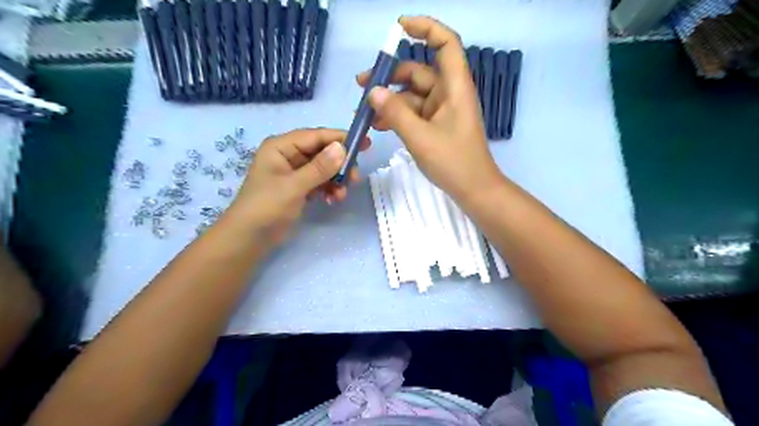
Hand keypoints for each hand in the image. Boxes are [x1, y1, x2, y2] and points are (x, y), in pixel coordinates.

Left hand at [225, 129, 366, 247]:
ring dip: (336, 180)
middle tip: (354, 178)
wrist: (249, 238)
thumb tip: (342, 148)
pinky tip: (331, 200)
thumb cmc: (266, 207)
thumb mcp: (294, 186)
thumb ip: (319, 167)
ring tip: (340, 196)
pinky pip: (320, 182)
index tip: (365, 144)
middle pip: (322, 152)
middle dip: (339, 165)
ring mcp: (294, 172)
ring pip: (324, 169)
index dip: (341, 138)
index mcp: (281, 146)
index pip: (316, 136)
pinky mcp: (299, 188)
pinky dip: (329, 189)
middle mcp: (289, 155)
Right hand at [359, 15, 504, 203]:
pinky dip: (398, 116)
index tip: (399, 27)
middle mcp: (449, 93)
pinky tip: (380, 125)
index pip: (445, 43)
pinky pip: (414, 113)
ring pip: (412, 95)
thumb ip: (395, 112)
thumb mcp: (419, 137)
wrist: (473, 190)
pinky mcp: (437, 125)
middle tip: (362, 86)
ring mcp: (442, 110)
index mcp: (454, 87)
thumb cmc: (453, 161)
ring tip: (367, 113)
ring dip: (390, 101)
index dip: (425, 28)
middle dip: (390, 76)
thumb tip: (373, 91)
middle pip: (418, 72)